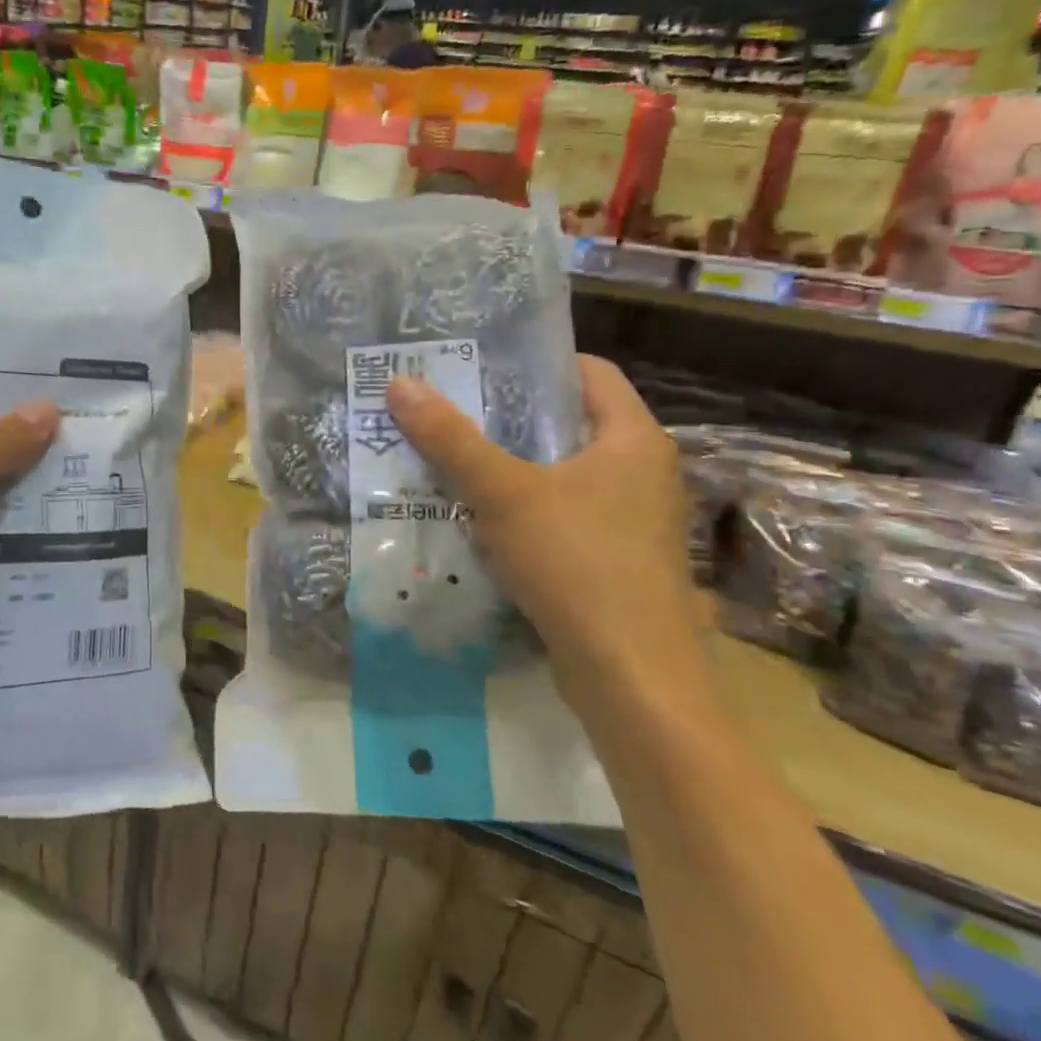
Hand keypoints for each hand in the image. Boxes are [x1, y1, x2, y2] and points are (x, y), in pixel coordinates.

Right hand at [386, 356, 709, 714]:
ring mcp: (630, 520)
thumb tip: (400, 382)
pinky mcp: (613, 560)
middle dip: (505, 415)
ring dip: (507, 465)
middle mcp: (640, 472)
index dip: (533, 361)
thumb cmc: (578, 563)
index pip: (587, 371)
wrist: (632, 679)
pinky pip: (559, 514)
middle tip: (445, 408)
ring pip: (559, 473)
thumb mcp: (504, 493)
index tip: (476, 364)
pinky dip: (519, 508)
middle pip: (567, 422)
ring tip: (448, 457)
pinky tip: (473, 516)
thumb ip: (451, 438)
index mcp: (632, 439)